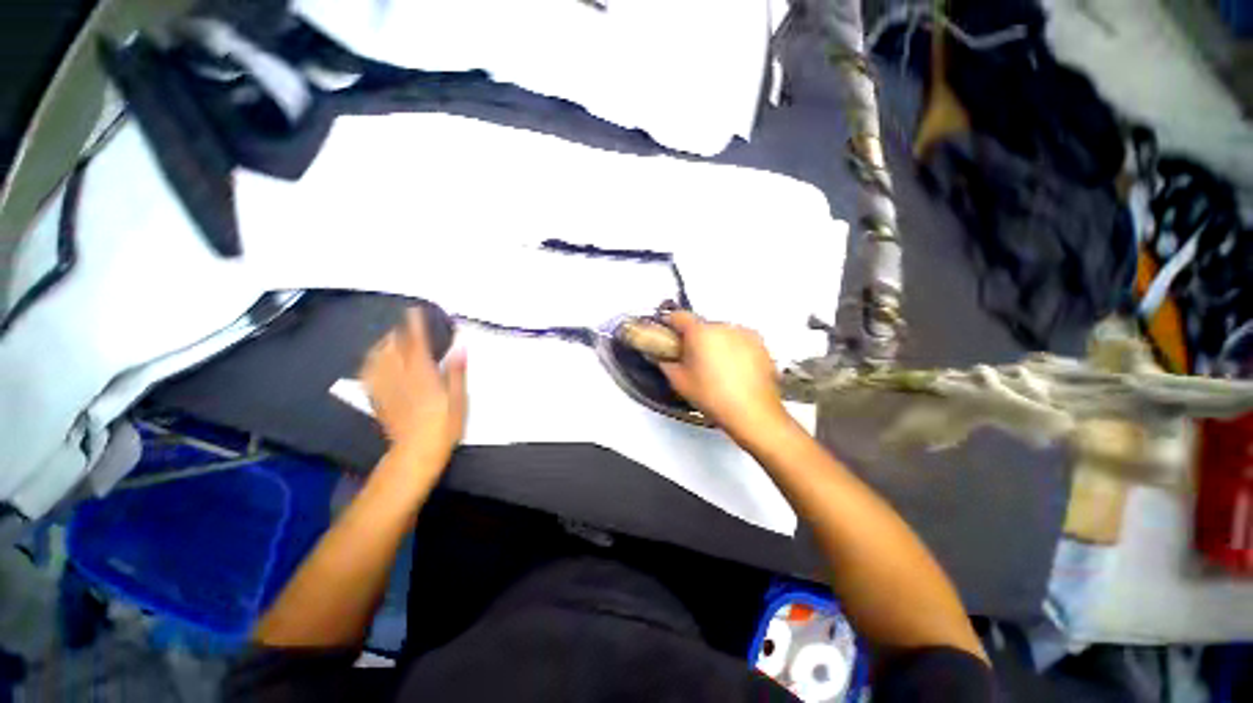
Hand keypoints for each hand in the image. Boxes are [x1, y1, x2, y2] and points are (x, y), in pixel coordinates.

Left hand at [361, 308, 467, 462]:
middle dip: (397, 332)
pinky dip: (370, 362)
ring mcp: (387, 388)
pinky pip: (369, 375)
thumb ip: (456, 372)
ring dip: (382, 344)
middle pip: (393, 349)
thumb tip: (460, 347)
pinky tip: (373, 359)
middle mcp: (401, 378)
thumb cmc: (445, 426)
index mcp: (423, 376)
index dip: (415, 326)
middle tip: (404, 322)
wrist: (416, 452)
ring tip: (389, 337)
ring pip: (378, 359)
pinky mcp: (379, 399)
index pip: (417, 345)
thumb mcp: (459, 399)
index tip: (414, 311)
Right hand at [659, 311, 789, 439]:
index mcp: (700, 332)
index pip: (679, 316)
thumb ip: (666, 364)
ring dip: (715, 343)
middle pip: (702, 326)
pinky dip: (734, 349)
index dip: (669, 323)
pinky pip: (740, 341)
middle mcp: (723, 326)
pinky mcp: (761, 344)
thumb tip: (663, 358)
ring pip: (722, 333)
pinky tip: (733, 370)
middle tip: (691, 358)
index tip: (666, 332)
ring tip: (715, 367)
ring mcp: (745, 333)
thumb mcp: (680, 383)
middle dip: (695, 338)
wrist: (753, 413)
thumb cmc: (712, 397)